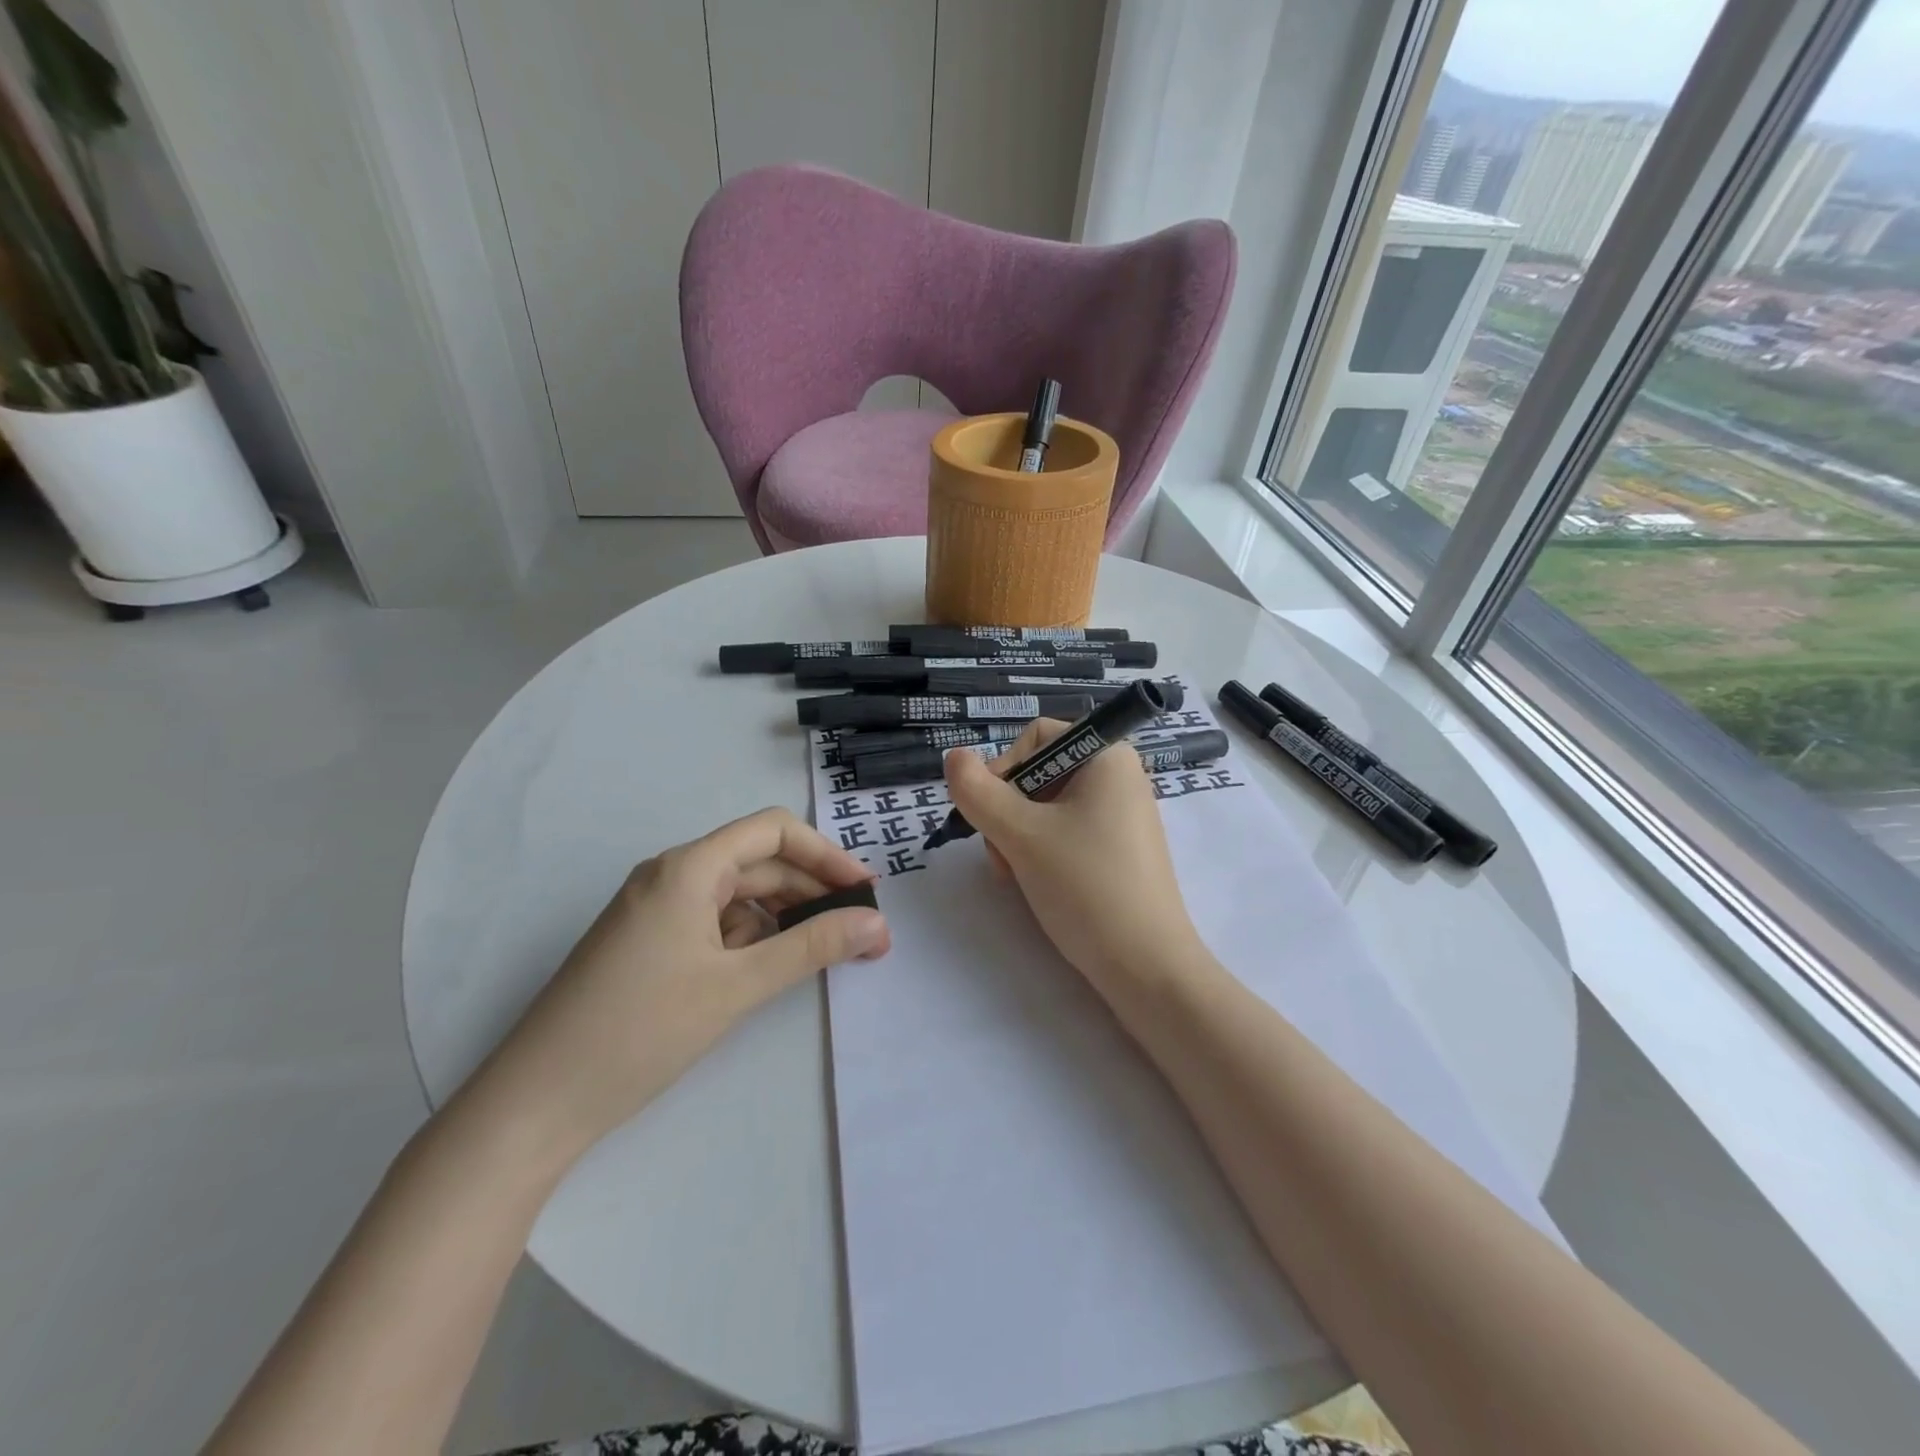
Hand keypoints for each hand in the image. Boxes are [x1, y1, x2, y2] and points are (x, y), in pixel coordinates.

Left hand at [460, 808, 888, 1159]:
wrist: (535, 1103)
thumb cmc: (640, 1030)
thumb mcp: (737, 986)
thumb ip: (812, 947)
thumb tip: (877, 924)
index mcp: (689, 867)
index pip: (773, 831)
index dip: (826, 854)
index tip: (865, 891)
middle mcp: (672, 876)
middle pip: (759, 862)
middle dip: (813, 890)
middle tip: (860, 930)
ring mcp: (657, 910)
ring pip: (738, 895)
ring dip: (785, 916)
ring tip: (825, 950)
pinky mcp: (649, 943)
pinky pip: (715, 923)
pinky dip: (751, 937)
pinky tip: (771, 966)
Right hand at [943, 721, 1202, 994]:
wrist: (1147, 968)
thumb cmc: (1086, 887)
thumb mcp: (1022, 835)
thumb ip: (978, 792)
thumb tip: (953, 756)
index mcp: (1107, 756)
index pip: (1036, 737)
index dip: (1004, 769)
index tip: (991, 814)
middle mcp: (1118, 777)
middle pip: (1038, 773)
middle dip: (1007, 811)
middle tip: (1003, 854)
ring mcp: (1120, 815)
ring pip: (1045, 808)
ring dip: (1017, 836)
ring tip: (1017, 875)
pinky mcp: (1118, 850)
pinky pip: (1066, 833)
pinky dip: (1041, 852)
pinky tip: (1037, 884)